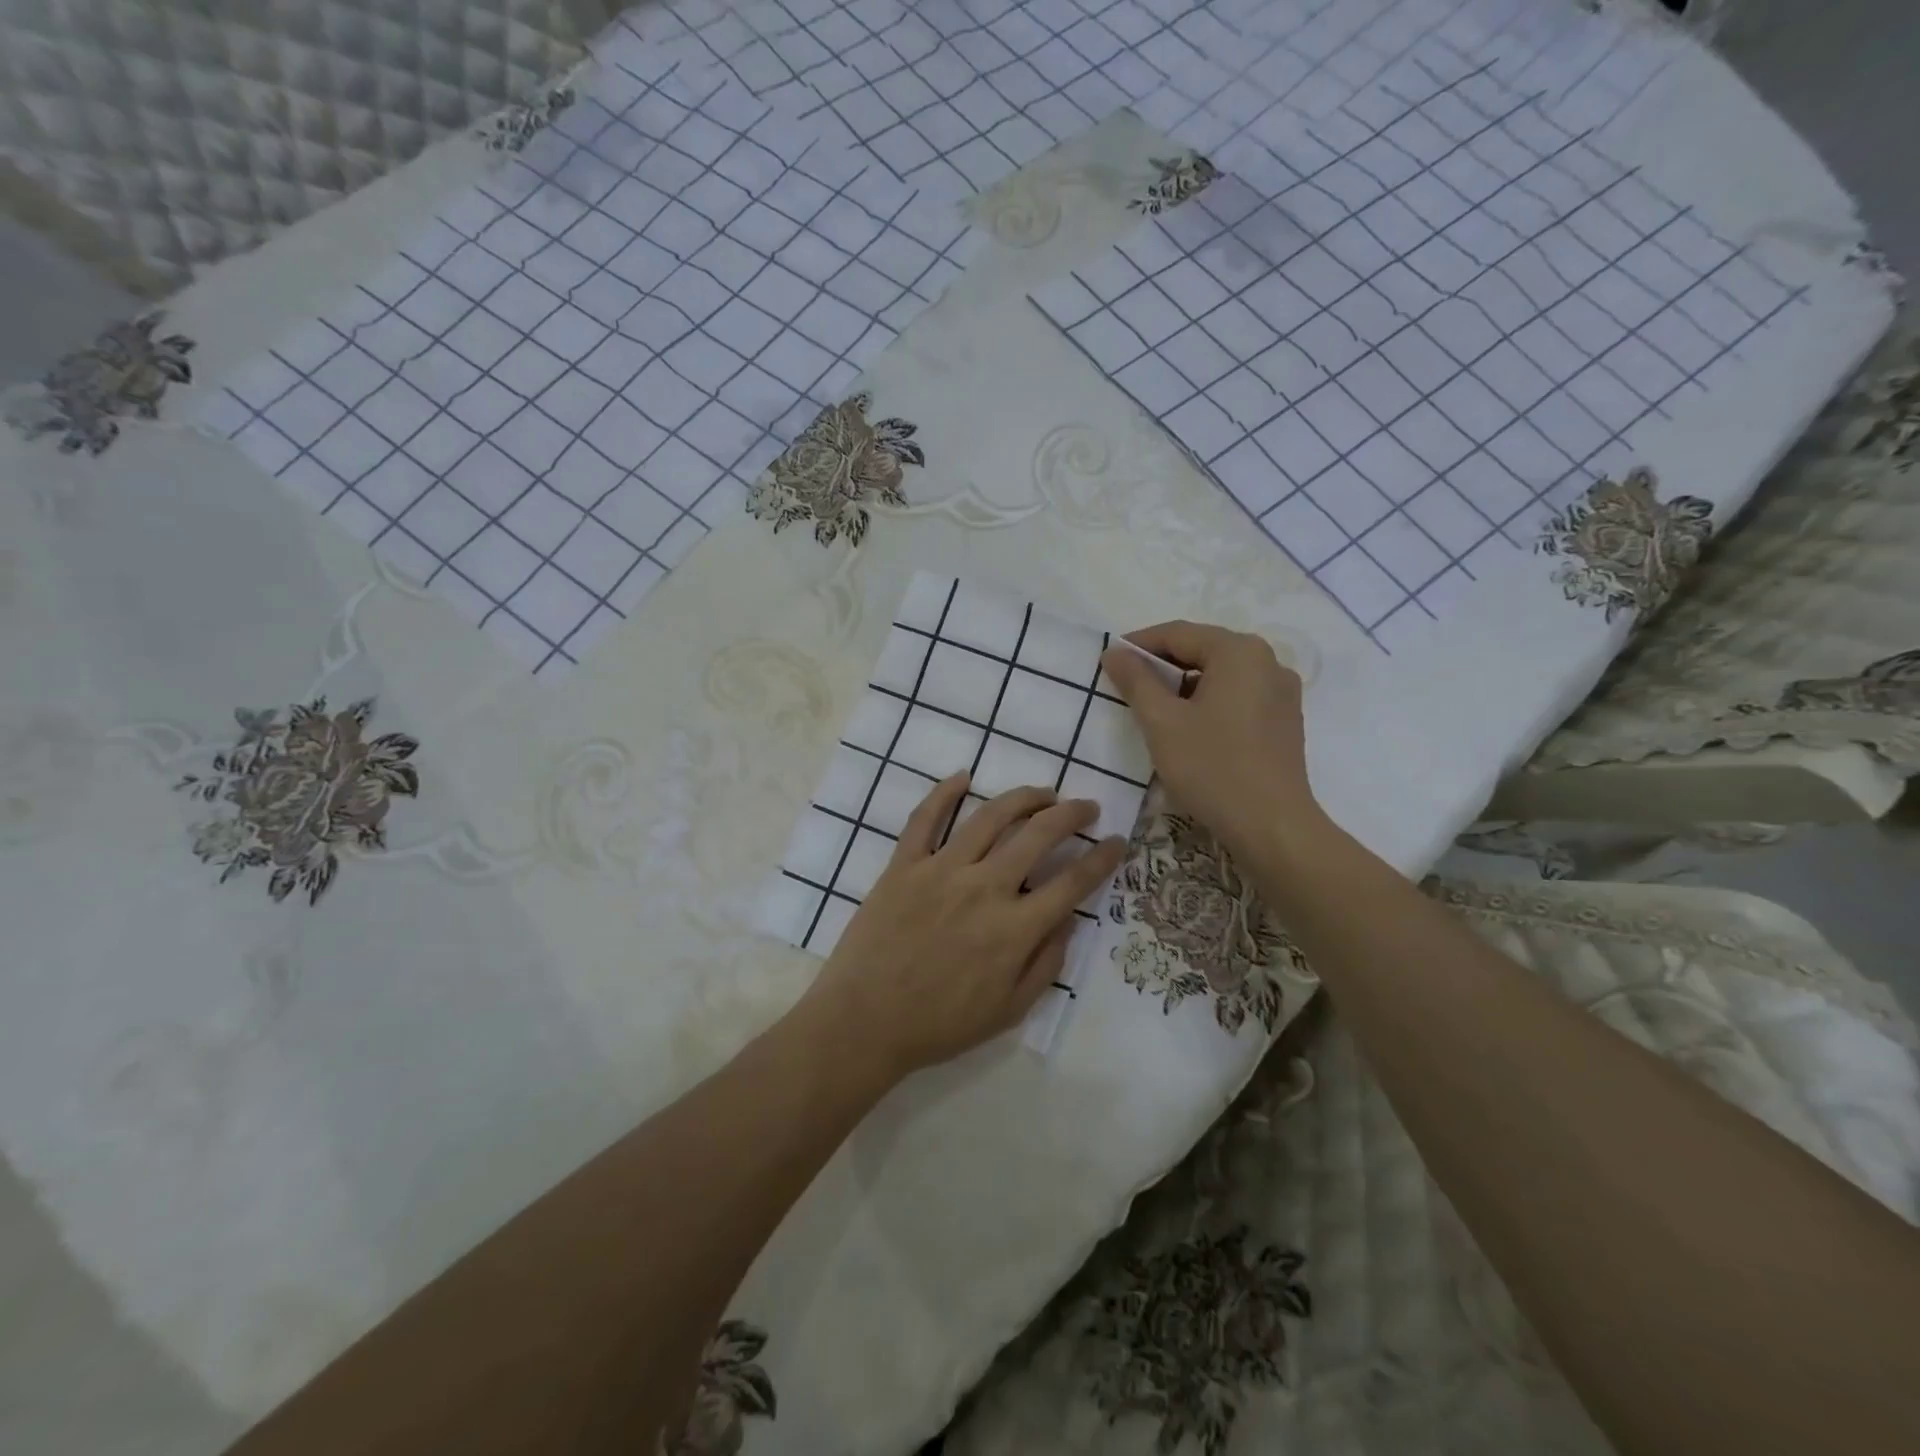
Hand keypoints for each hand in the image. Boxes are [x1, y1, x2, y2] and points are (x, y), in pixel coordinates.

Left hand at [801, 775, 1126, 1080]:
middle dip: (1071, 815)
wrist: (864, 1022)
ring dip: (1023, 797)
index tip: (1117, 841)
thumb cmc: (940, 1024)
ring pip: (990, 817)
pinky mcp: (904, 865)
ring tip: (1043, 792)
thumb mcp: (1009, 1011)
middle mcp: (984, 888)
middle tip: (1086, 807)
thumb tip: (1068, 921)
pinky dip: (944, 793)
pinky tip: (963, 776)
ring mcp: (941, 870)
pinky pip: (925, 819)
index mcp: (1014, 928)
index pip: (1072, 882)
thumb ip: (1045, 964)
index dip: (1102, 858)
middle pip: (1038, 835)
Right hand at [1100, 620, 1322, 861]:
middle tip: (1128, 686)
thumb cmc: (1212, 767)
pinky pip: (1239, 695)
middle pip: (1203, 650)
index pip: (1178, 633)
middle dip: (1162, 665)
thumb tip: (1114, 652)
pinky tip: (1191, 728)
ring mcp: (1282, 691)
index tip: (1109, 661)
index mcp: (1239, 651)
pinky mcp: (1286, 720)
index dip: (1139, 645)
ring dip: (1185, 685)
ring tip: (1156, 710)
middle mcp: (1268, 661)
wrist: (1272, 826)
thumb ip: (1136, 681)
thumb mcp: (1162, 722)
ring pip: (1221, 674)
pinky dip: (1210, 701)